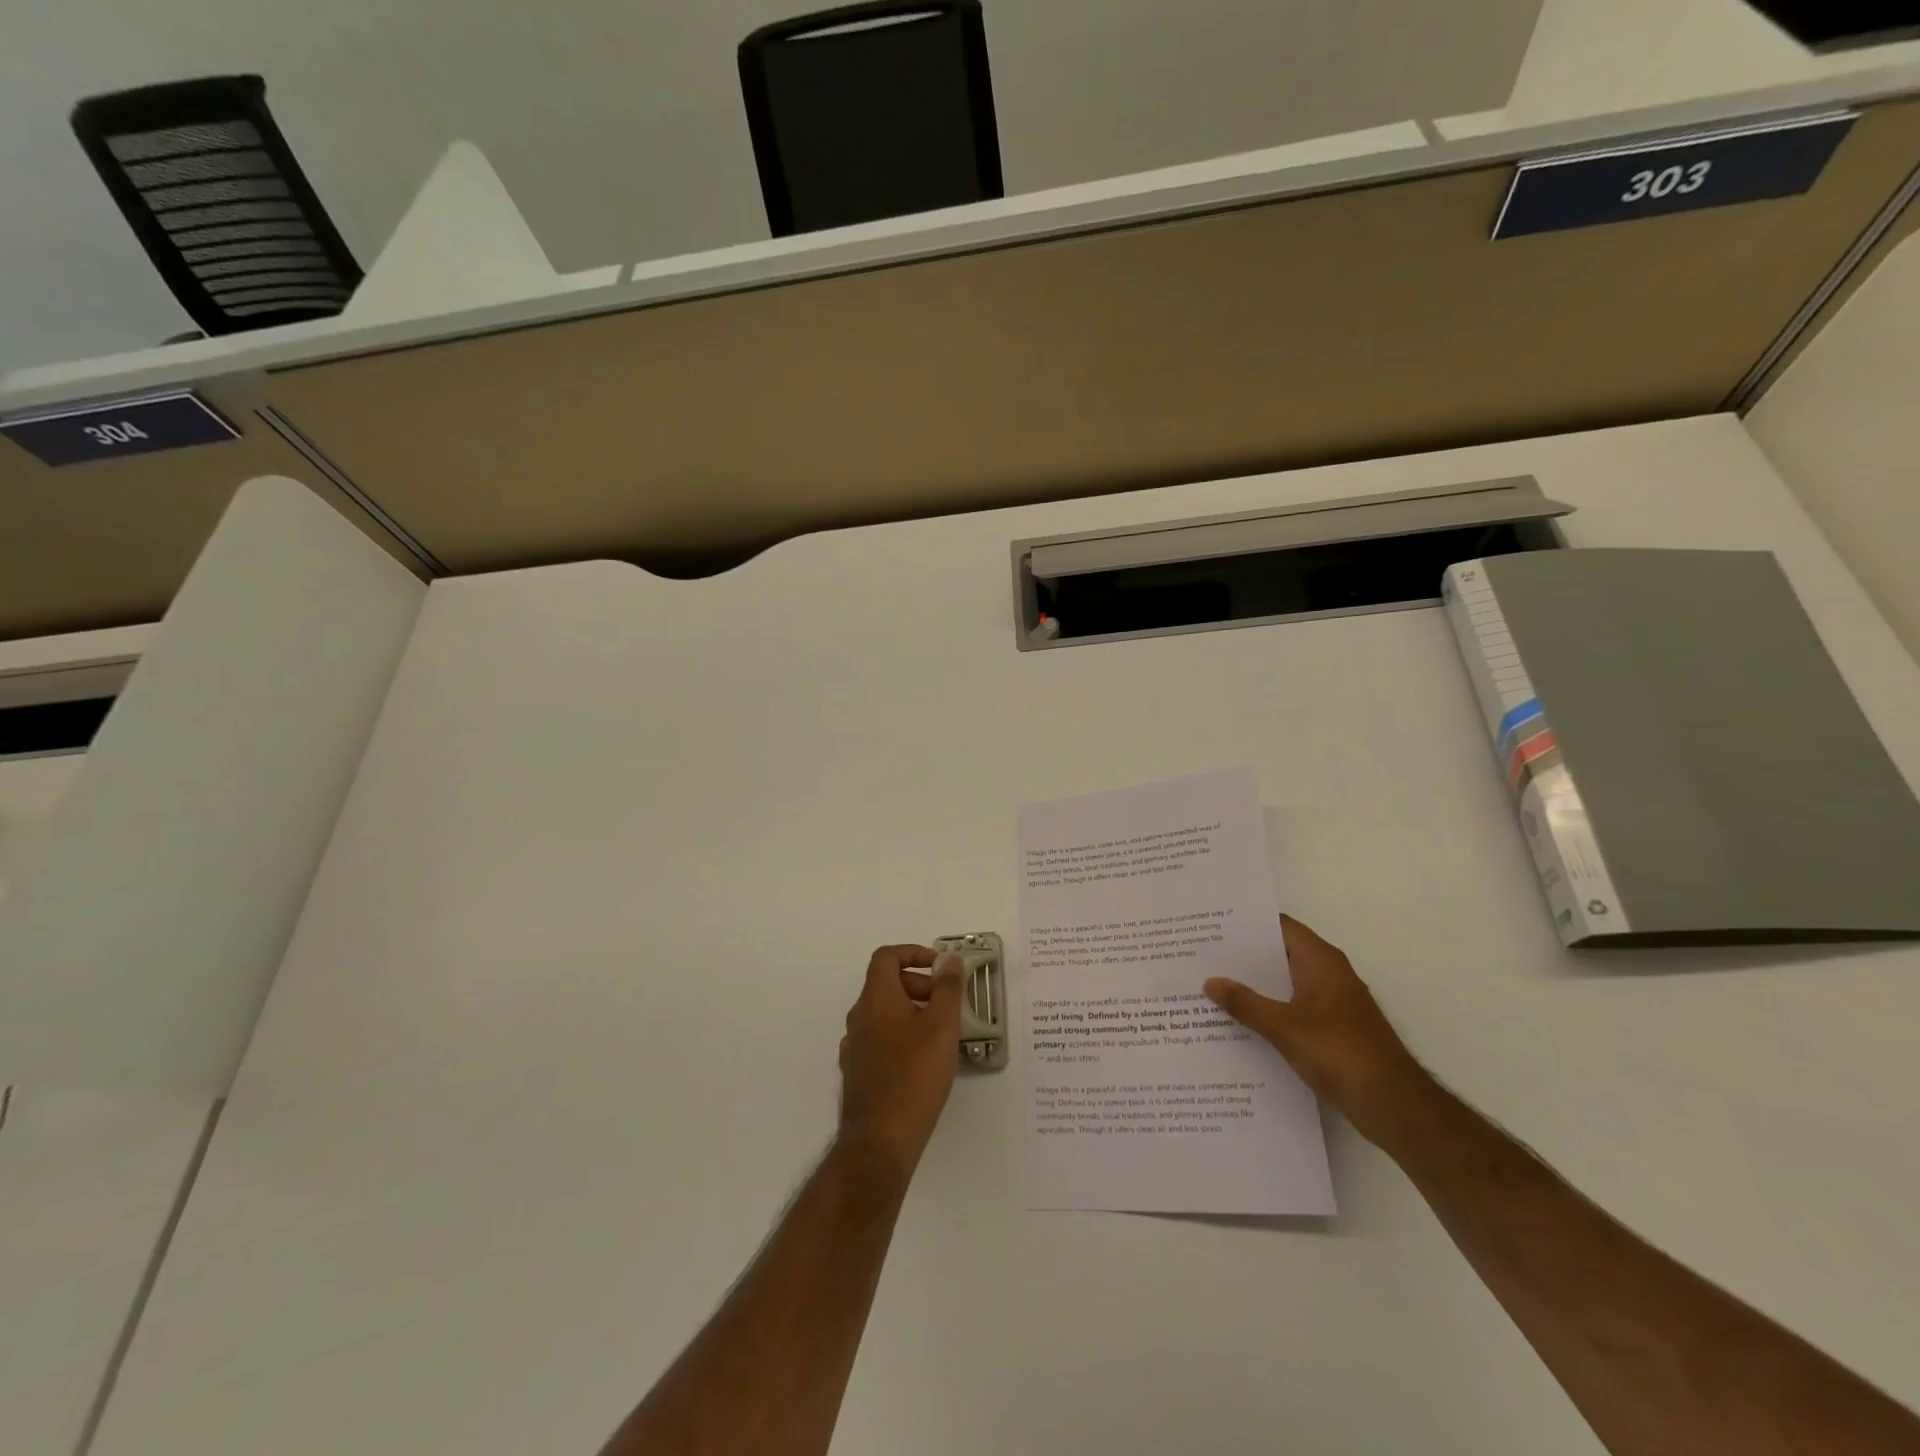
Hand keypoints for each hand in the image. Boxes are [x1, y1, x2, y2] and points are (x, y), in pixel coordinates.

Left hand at [838, 945, 965, 1178]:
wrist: (879, 1141)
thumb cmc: (914, 1076)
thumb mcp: (941, 1026)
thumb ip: (947, 988)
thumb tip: (948, 960)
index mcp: (876, 999)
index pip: (887, 957)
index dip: (913, 953)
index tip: (939, 967)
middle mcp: (859, 1017)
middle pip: (886, 984)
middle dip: (918, 985)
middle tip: (947, 1003)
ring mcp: (855, 1047)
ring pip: (884, 1014)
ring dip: (912, 1012)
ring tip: (941, 1034)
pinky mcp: (857, 1073)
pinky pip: (881, 1039)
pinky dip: (902, 1036)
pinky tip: (923, 1061)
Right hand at [1203, 916, 1431, 1146]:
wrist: (1393, 1104)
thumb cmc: (1339, 1052)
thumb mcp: (1283, 1027)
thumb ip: (1245, 1003)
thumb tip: (1210, 981)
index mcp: (1321, 961)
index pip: (1280, 926)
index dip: (1247, 923)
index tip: (1213, 924)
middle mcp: (1329, 973)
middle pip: (1281, 953)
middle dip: (1245, 955)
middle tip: (1203, 954)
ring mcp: (1334, 1002)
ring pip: (1286, 983)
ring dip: (1256, 985)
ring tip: (1212, 985)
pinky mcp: (1335, 1029)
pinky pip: (1294, 1007)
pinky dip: (1270, 1009)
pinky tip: (1241, 1021)